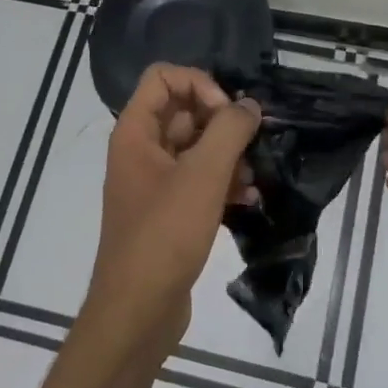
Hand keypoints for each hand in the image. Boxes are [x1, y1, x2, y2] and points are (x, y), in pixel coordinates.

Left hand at [85, 64, 261, 356]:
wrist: (138, 310)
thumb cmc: (165, 234)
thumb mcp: (202, 176)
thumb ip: (229, 131)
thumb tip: (249, 105)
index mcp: (135, 132)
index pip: (163, 77)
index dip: (199, 85)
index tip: (226, 114)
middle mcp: (140, 150)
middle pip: (184, 111)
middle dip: (222, 124)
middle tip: (252, 145)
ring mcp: (154, 183)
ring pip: (196, 148)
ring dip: (228, 157)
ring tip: (252, 179)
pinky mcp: (169, 212)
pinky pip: (198, 181)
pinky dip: (223, 184)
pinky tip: (248, 202)